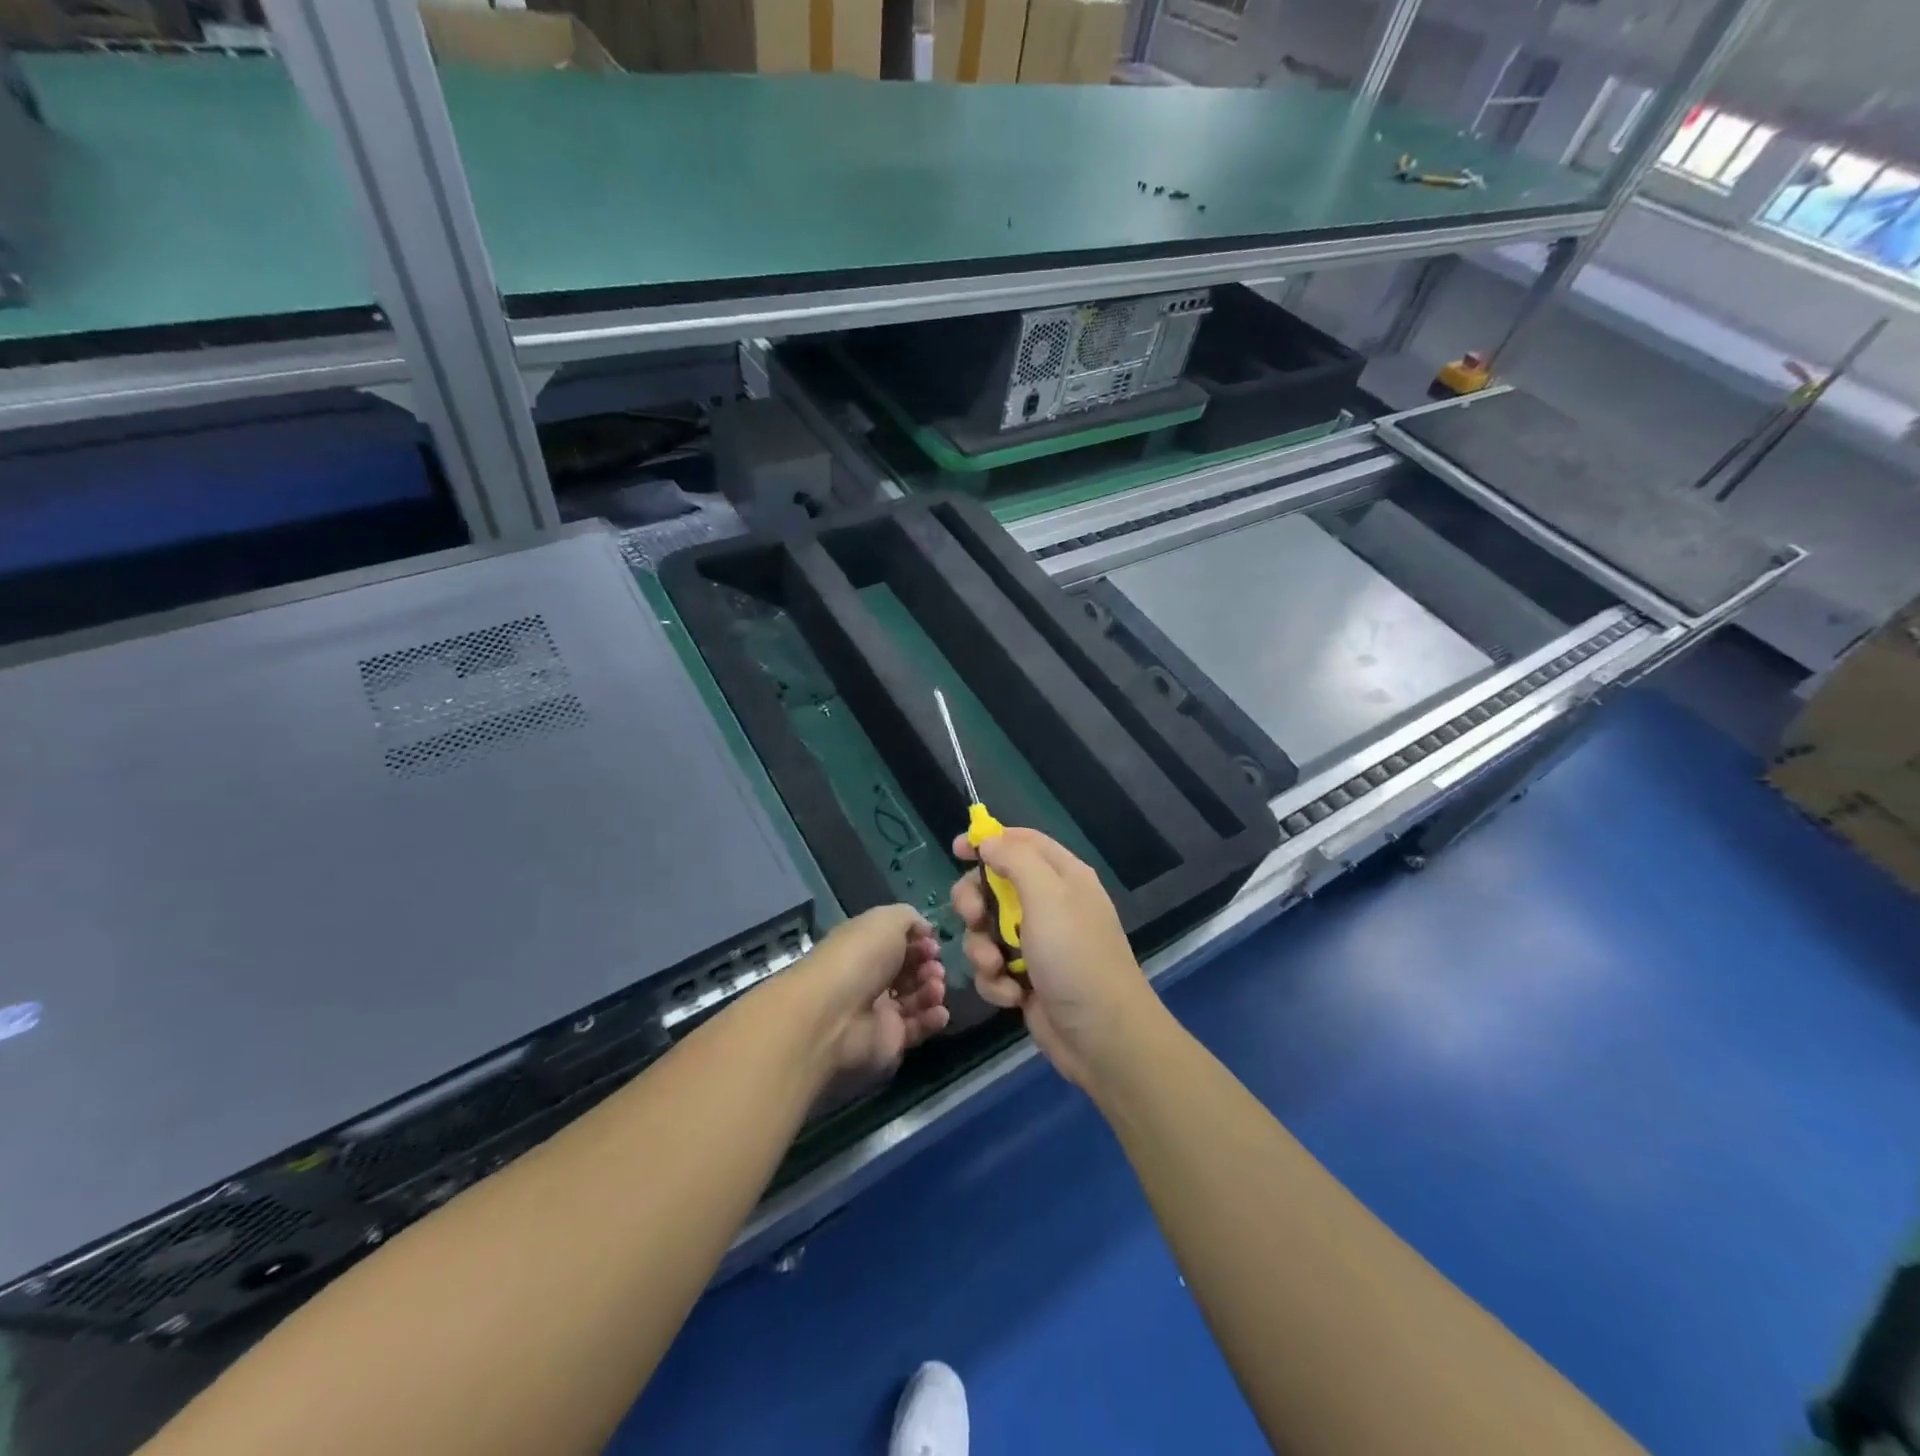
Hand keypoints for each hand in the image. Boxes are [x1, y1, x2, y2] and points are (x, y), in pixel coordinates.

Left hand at [792, 905, 949, 1077]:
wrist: (835, 1016)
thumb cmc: (860, 958)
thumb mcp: (886, 920)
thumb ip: (910, 918)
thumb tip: (925, 931)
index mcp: (865, 946)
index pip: (897, 942)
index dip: (918, 941)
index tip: (932, 944)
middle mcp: (870, 977)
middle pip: (909, 970)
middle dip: (928, 966)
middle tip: (934, 968)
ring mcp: (879, 1011)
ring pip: (916, 998)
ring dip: (932, 990)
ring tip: (935, 988)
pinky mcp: (888, 1041)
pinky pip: (917, 1028)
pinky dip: (932, 1019)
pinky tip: (939, 1012)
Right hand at [950, 829, 1164, 1089]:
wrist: (1102, 1037)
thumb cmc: (1076, 957)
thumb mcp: (1048, 896)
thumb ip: (1015, 860)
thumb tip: (988, 840)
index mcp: (1062, 876)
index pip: (1021, 842)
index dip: (988, 841)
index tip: (955, 850)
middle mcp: (1049, 904)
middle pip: (994, 886)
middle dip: (975, 903)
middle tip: (973, 918)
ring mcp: (1036, 944)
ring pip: (985, 930)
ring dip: (982, 949)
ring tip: (997, 967)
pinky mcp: (1025, 978)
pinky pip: (992, 967)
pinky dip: (996, 981)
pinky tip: (1012, 995)